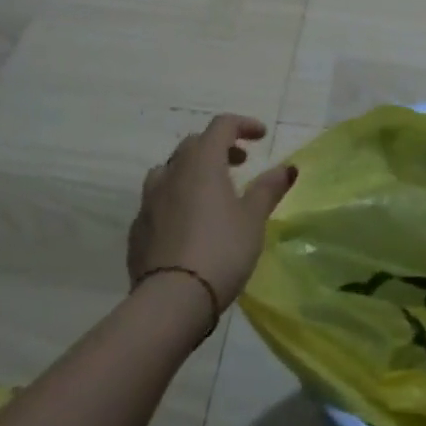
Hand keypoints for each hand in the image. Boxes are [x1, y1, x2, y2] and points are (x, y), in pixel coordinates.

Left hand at [128, 115, 295, 309]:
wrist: (171, 301)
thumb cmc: (221, 250)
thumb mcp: (253, 219)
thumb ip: (268, 189)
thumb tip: (287, 167)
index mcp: (201, 163)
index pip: (221, 126)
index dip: (243, 125)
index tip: (261, 136)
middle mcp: (171, 173)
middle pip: (194, 145)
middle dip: (218, 147)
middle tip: (240, 164)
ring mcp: (149, 201)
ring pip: (169, 170)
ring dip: (191, 171)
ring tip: (209, 192)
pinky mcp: (137, 229)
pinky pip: (157, 201)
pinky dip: (175, 199)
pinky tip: (187, 223)